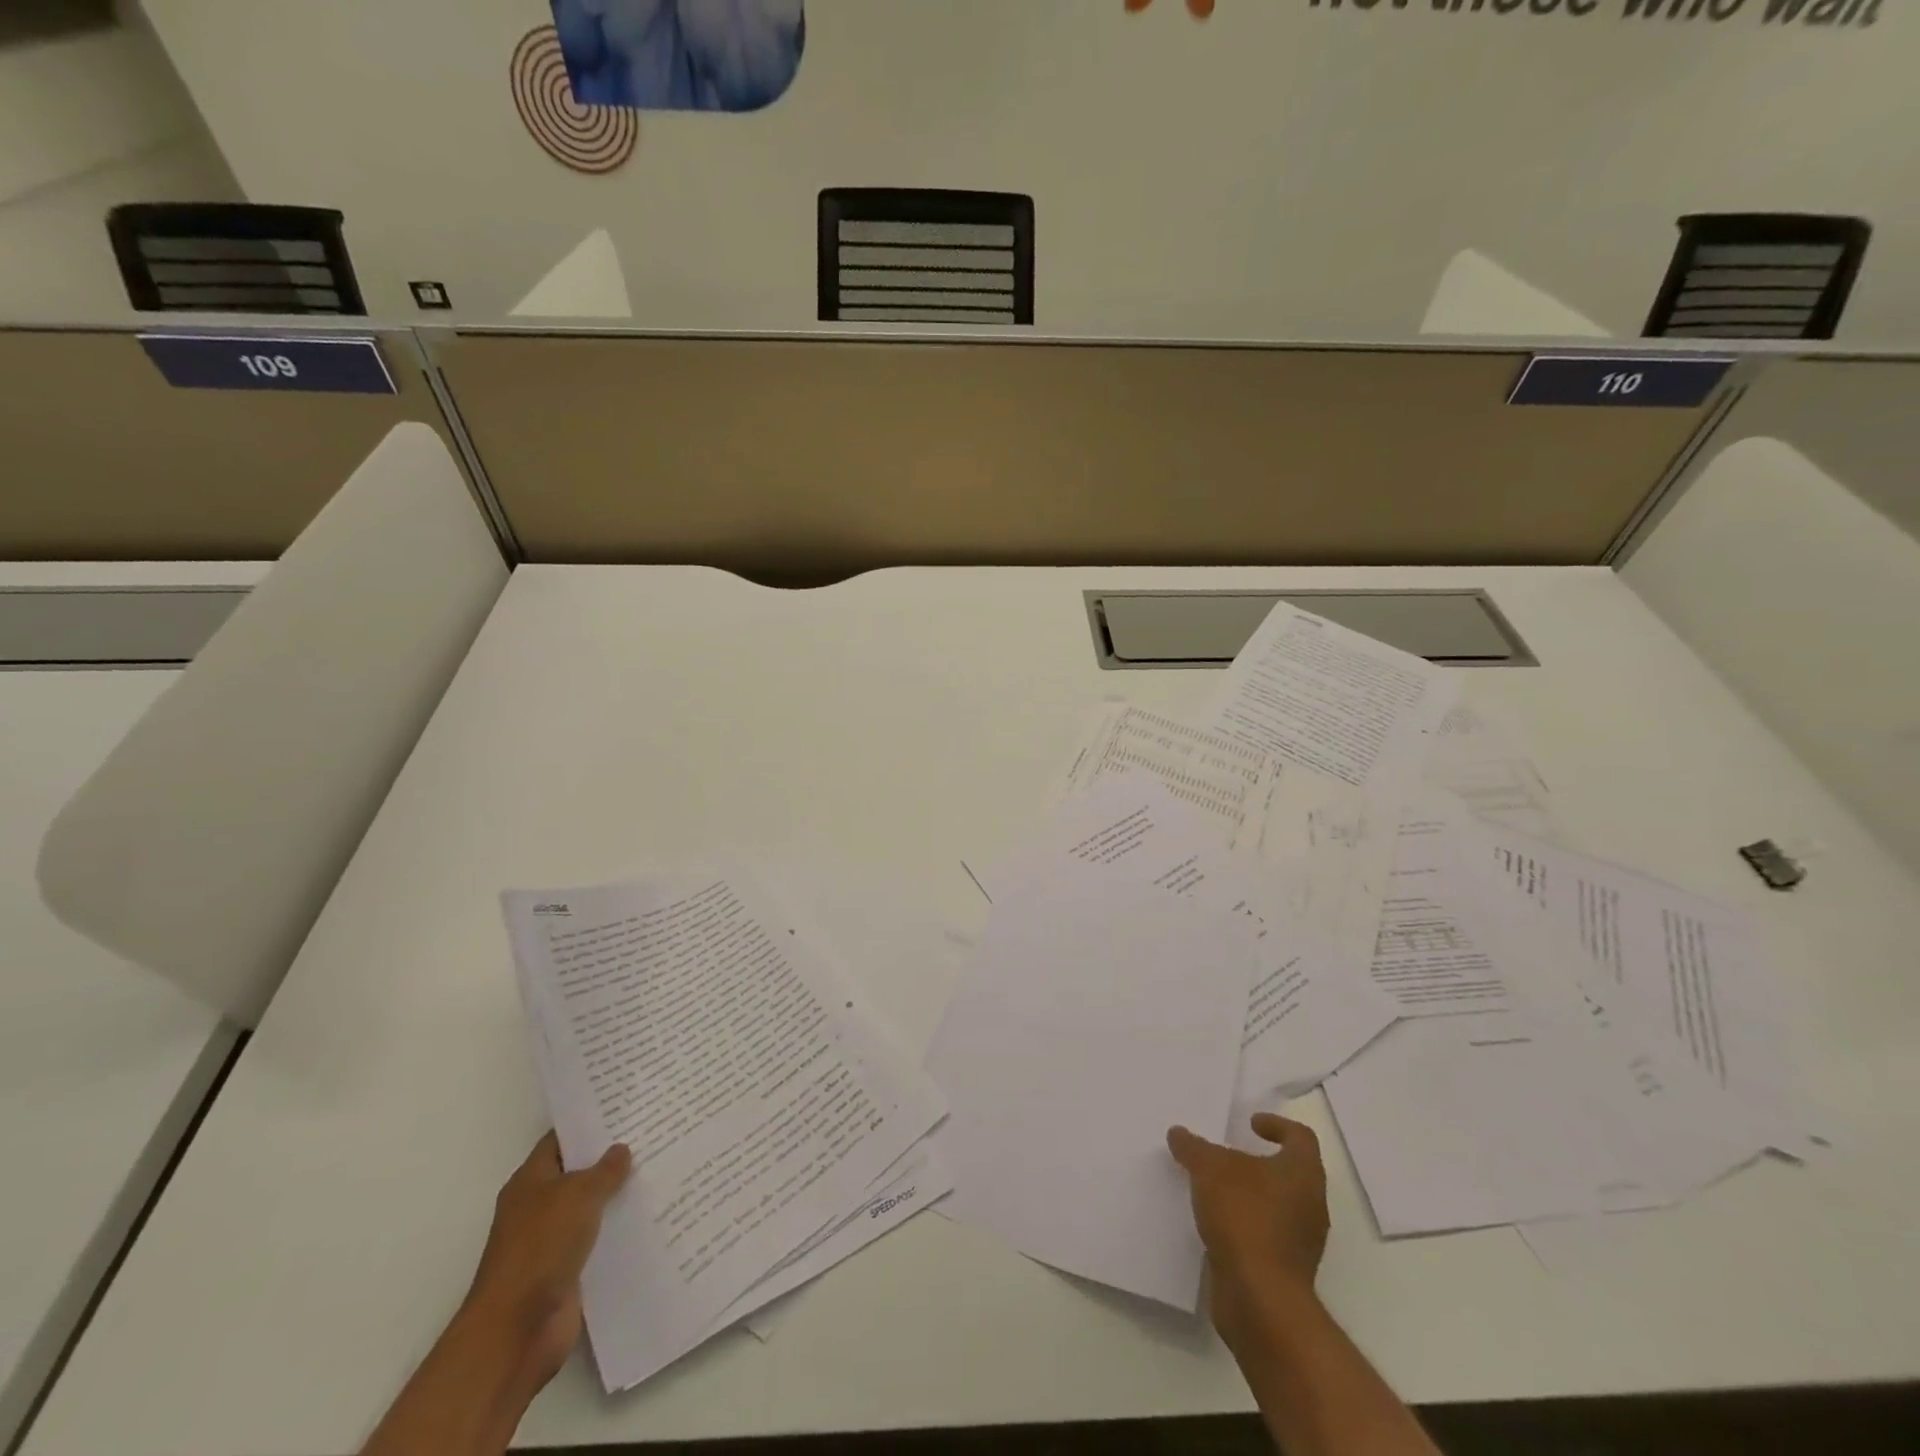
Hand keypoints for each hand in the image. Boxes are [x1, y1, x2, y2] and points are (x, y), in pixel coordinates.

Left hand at [463, 1133, 631, 1390]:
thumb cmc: (541, 1248)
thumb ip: (604, 1171)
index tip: (625, 1109)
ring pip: (592, 1209)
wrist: (516, 1331)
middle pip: (578, 1174)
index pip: (561, 1141)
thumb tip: (621, 1150)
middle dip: (611, 1159)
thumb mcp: (578, 1195)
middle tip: (653, 1135)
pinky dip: (619, 1232)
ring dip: (618, 1197)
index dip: (590, 1125)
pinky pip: (598, 1242)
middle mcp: (539, 1208)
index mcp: (530, 1182)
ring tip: (661, 1170)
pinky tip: (651, 1217)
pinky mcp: (568, 1273)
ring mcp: (552, 1243)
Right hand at [1167, 1113, 1328, 1348]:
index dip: (1277, 1125)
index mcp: (1303, 1173)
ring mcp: (1301, 1242)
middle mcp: (1310, 1205)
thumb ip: (1193, 1147)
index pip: (1301, 1137)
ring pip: (1276, 1206)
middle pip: (1289, 1172)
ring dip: (1248, 1195)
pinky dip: (1243, 1225)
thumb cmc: (1245, 1217)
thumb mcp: (1209, 1169)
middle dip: (1257, 1162)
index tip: (1249, 1124)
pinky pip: (1265, 1236)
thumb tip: (1179, 1133)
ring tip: (1213, 1189)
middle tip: (1225, 1155)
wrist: (1260, 1299)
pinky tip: (1215, 1224)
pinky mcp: (1285, 1271)